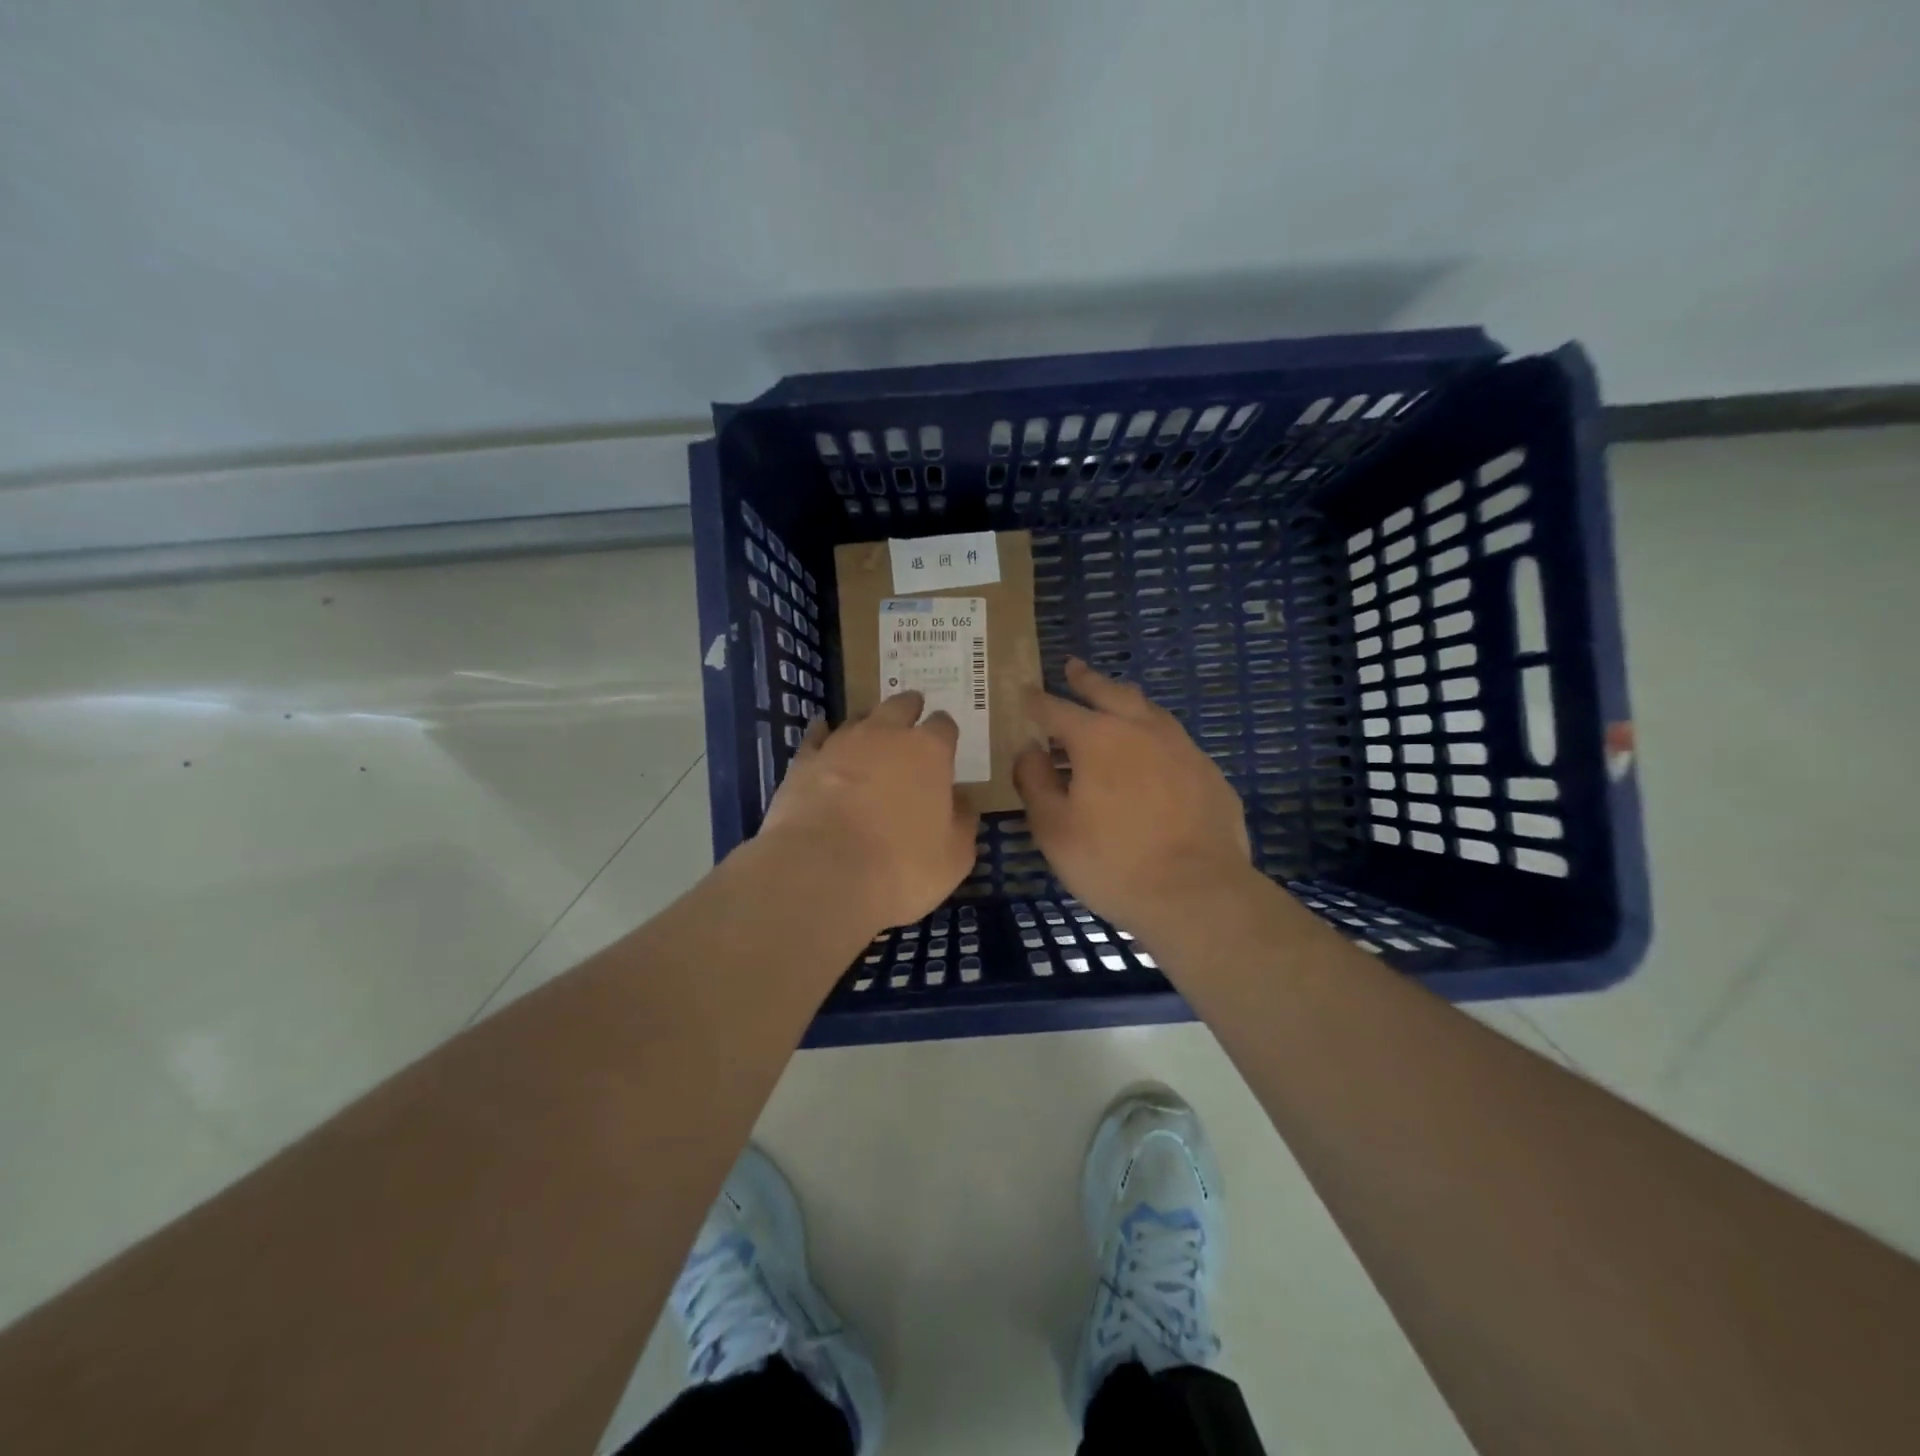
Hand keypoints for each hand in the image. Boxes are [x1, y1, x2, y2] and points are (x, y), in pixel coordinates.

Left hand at [758, 691, 979, 931]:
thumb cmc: (902, 867)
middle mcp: (885, 735)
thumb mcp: (954, 856)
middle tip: (912, 716)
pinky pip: (816, 737)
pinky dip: (822, 735)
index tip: (946, 741)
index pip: (943, 725)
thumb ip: (962, 822)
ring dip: (868, 723)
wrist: (823, 873)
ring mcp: (841, 744)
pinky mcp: (804, 761)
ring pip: (858, 718)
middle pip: (900, 706)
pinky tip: (822, 735)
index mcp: (929, 752)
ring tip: (870, 734)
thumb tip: (961, 801)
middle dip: (909, 709)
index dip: (945, 732)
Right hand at [1014, 658, 1253, 935]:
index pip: (1057, 709)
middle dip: (1086, 680)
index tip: (1024, 693)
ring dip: (1125, 701)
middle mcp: (1142, 729)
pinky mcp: (1209, 772)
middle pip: (1109, 692)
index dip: (1037, 701)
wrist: (1198, 894)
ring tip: (1115, 699)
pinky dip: (1153, 736)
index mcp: (1098, 738)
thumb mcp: (1053, 828)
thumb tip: (1029, 750)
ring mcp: (1182, 748)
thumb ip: (1035, 782)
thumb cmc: (1112, 862)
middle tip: (1072, 667)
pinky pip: (1174, 741)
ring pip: (1149, 710)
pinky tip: (1152, 754)